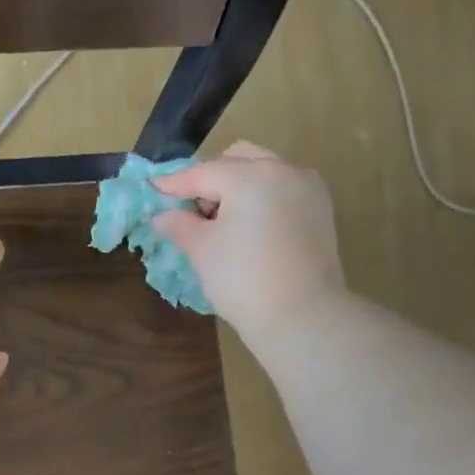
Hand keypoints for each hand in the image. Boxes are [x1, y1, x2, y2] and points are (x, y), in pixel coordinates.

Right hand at [151, 141, 346, 347]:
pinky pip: (283, 189)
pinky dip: (263, 198)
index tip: (153, 188)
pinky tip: (251, 227)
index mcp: (249, 176)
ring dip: (239, 185)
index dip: (174, 184)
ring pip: (264, 171)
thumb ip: (180, 225)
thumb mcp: (202, 251)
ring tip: (224, 221)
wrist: (300, 315)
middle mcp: (282, 169)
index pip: (203, 173)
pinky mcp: (320, 209)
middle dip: (212, 178)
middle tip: (195, 210)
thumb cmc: (243, 281)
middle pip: (238, 159)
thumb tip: (162, 215)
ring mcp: (307, 187)